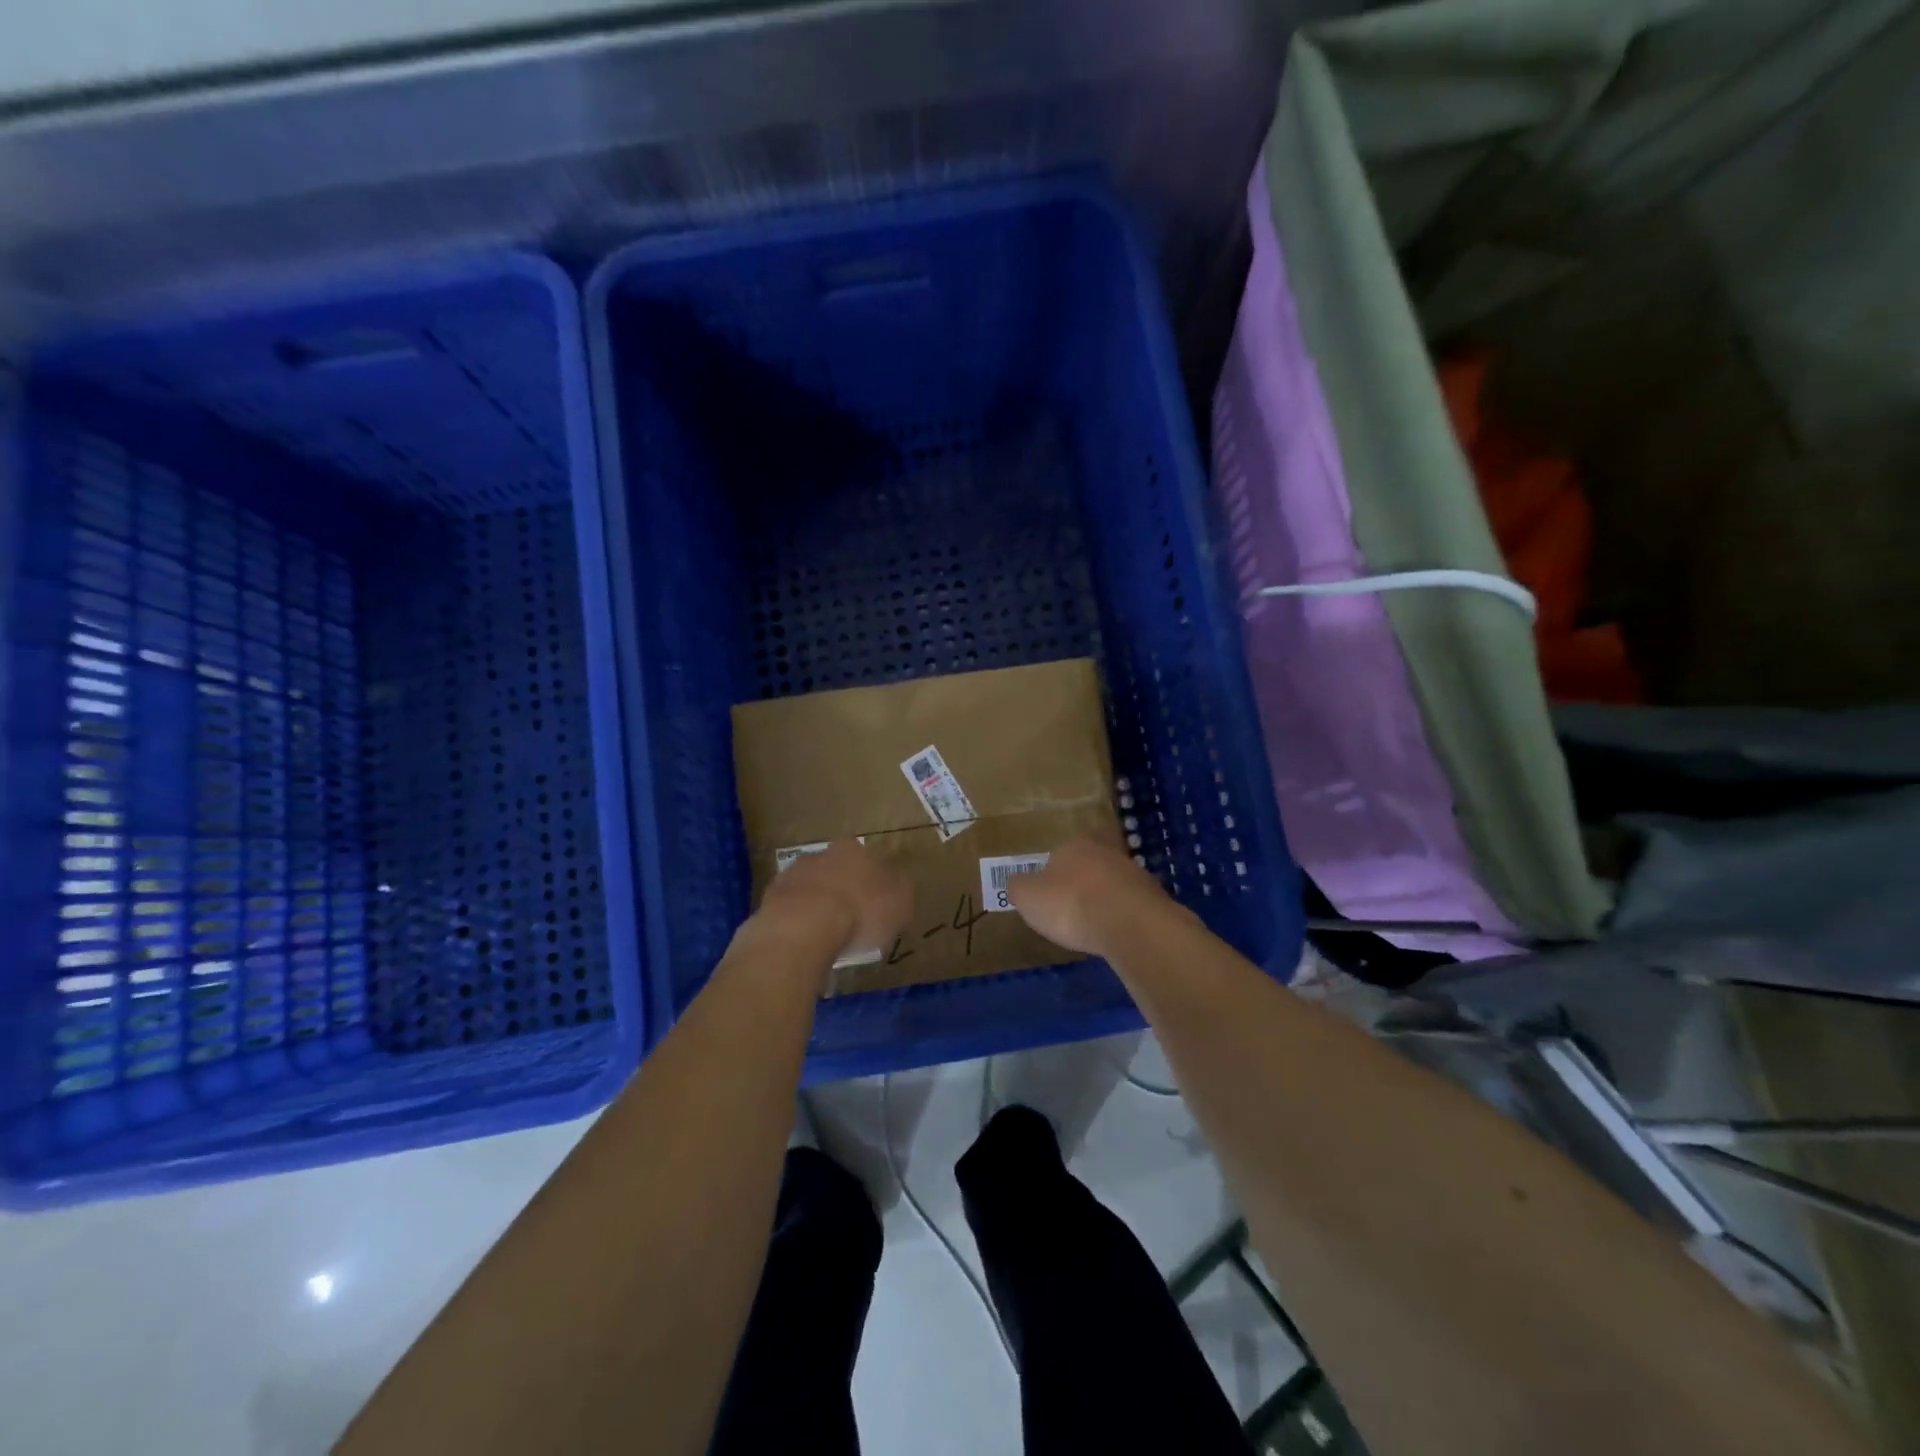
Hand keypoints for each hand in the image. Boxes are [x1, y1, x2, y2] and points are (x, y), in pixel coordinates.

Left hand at [757, 839, 912, 964]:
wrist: (802, 928)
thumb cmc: (860, 912)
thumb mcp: (900, 902)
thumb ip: (901, 889)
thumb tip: (898, 883)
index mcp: (853, 850)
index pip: (865, 859)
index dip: (871, 882)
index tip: (874, 905)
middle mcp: (820, 854)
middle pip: (834, 870)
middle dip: (841, 891)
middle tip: (850, 921)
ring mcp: (791, 875)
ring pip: (809, 888)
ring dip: (816, 905)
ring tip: (825, 936)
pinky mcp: (769, 899)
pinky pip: (789, 910)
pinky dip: (796, 922)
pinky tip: (803, 942)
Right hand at [1007, 839, 1174, 957]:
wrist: (1130, 924)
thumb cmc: (1071, 905)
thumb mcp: (1028, 897)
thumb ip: (1019, 887)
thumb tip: (1018, 882)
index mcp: (1073, 846)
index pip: (1057, 855)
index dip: (1051, 876)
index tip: (1048, 898)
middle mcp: (1105, 852)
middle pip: (1088, 866)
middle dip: (1081, 885)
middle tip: (1071, 911)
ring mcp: (1134, 873)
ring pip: (1113, 884)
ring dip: (1105, 901)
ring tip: (1095, 927)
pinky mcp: (1154, 897)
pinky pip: (1131, 906)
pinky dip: (1123, 918)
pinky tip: (1116, 935)